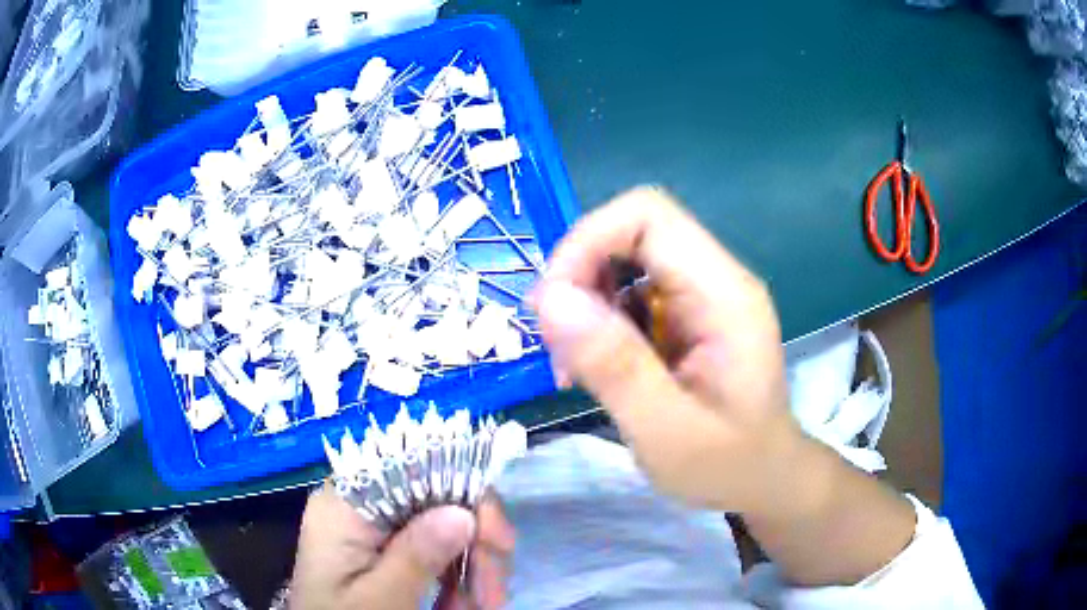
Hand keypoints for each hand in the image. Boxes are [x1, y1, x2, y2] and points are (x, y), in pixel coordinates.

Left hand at [290, 484, 514, 609]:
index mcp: (346, 506)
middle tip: (495, 594)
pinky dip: (457, 581)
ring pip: (443, 530)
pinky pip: (435, 555)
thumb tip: (466, 511)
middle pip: (435, 501)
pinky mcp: (388, 554)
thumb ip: (416, 556)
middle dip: (475, 545)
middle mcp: (362, 509)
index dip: (463, 492)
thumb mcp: (379, 598)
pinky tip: (466, 605)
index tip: (497, 538)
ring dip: (473, 569)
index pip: (411, 467)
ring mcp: (376, 532)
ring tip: (484, 605)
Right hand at [531, 186, 914, 585]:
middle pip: (632, 231)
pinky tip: (594, 365)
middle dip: (580, 275)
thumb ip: (613, 365)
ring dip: (585, 301)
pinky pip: (629, 291)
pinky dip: (598, 320)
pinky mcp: (686, 314)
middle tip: (556, 343)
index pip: (648, 216)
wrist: (763, 478)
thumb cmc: (727, 465)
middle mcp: (716, 280)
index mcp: (724, 295)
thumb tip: (549, 298)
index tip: (552, 305)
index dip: (588, 241)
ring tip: (573, 363)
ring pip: (624, 259)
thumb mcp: (666, 431)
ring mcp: (702, 295)